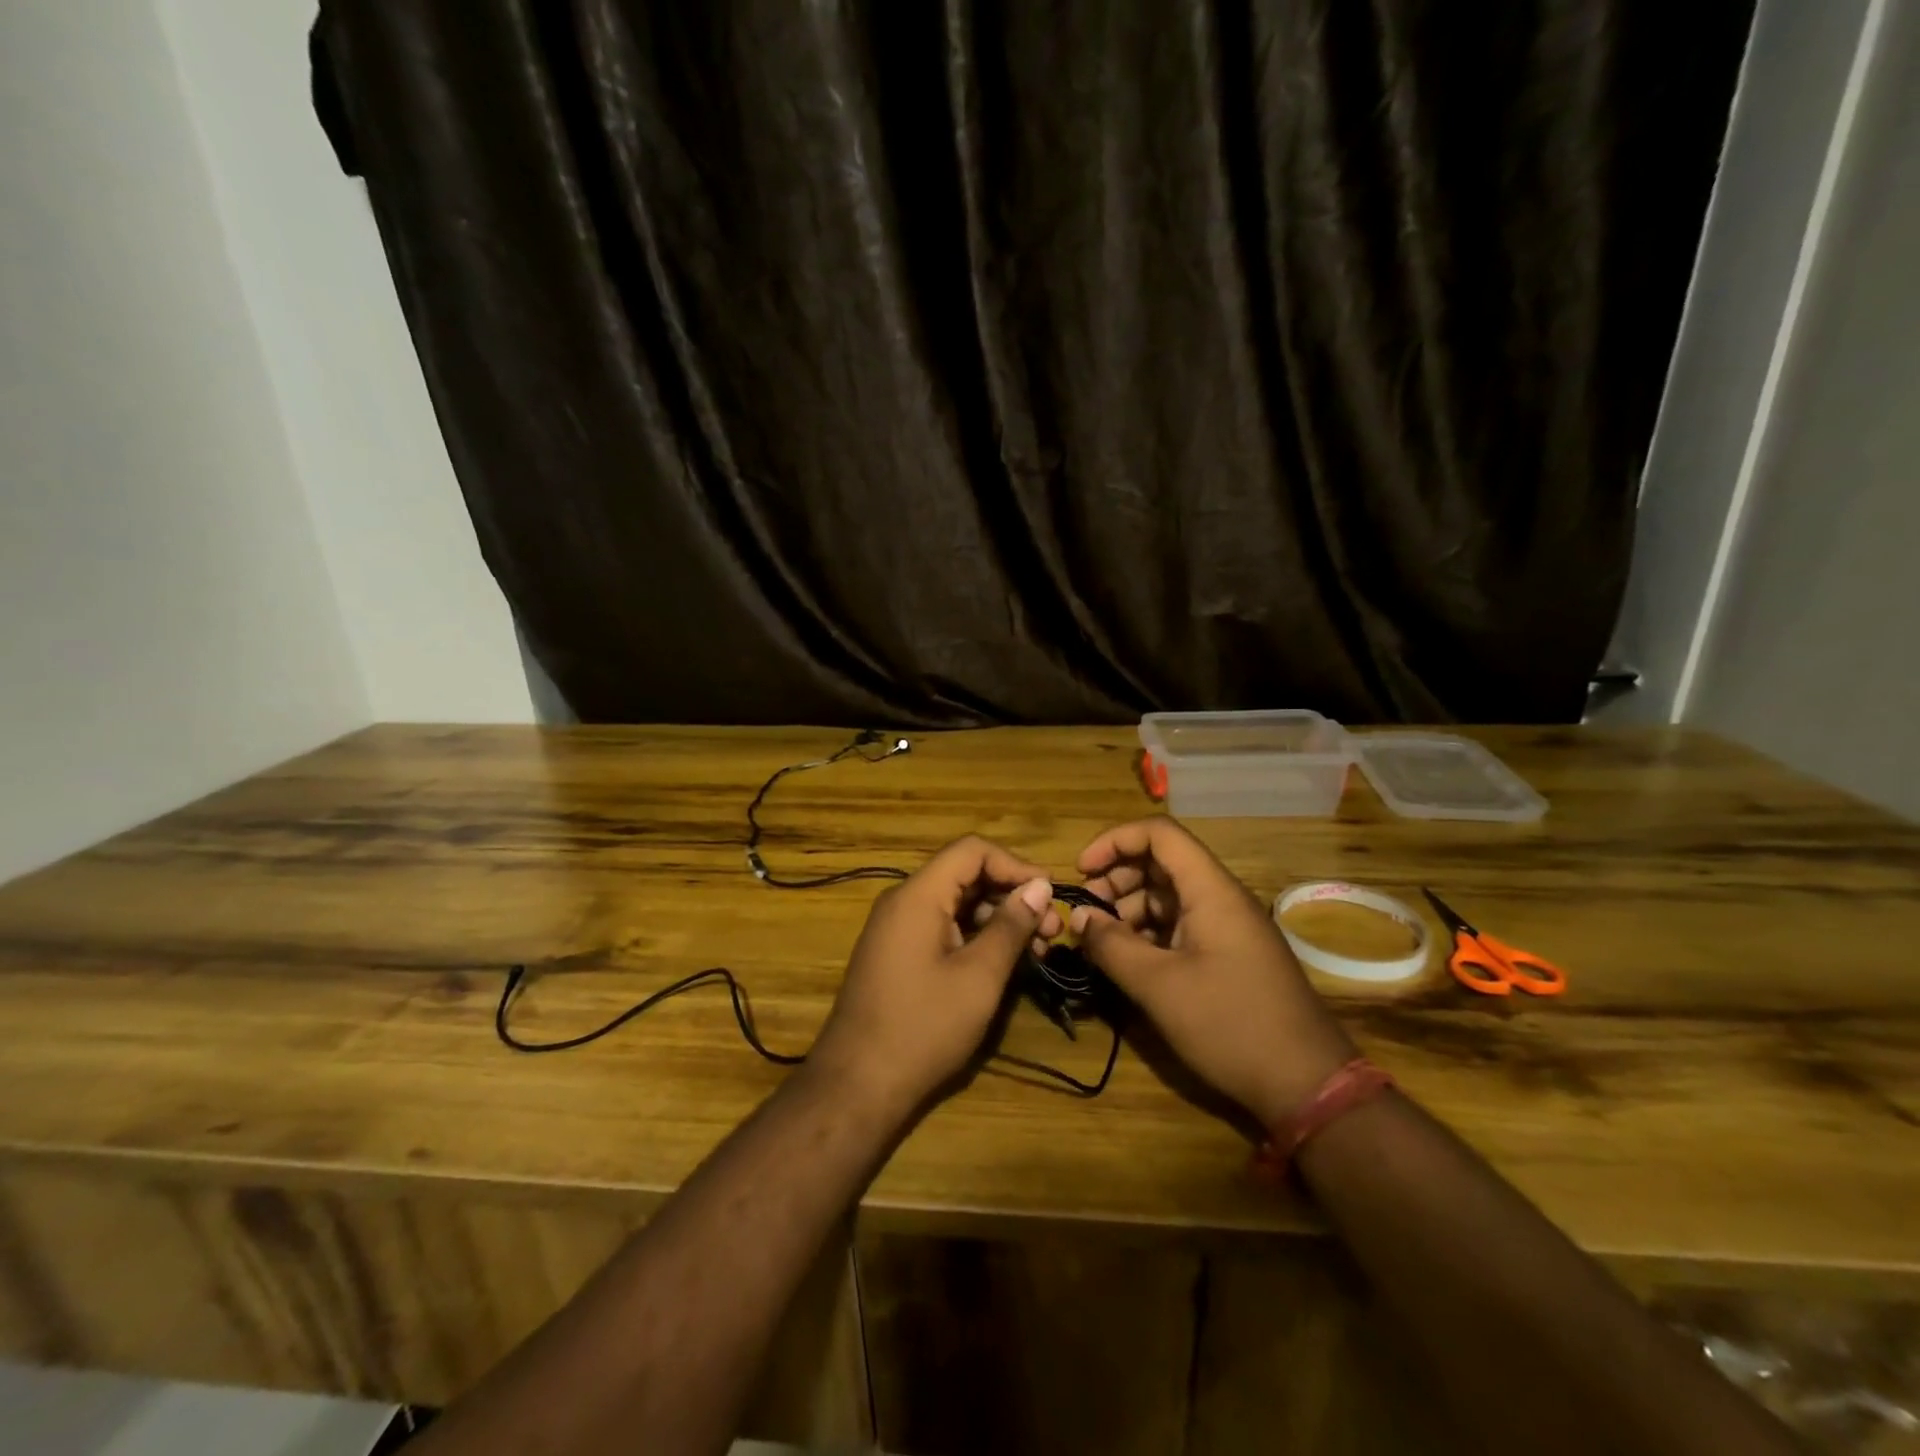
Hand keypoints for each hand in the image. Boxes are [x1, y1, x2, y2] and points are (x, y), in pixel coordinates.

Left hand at [808, 836, 1059, 1114]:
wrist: (857, 1085)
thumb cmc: (923, 1027)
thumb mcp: (979, 977)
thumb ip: (1010, 926)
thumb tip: (1039, 887)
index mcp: (918, 895)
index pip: (972, 851)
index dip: (1015, 865)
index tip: (1049, 895)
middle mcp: (904, 902)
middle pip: (965, 875)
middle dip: (1011, 896)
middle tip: (1052, 931)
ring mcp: (898, 929)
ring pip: (957, 904)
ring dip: (998, 920)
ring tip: (1038, 952)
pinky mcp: (899, 954)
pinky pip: (943, 928)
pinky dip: (976, 938)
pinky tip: (1004, 964)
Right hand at [1074, 817, 1355, 1127]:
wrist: (1307, 1084)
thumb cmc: (1230, 1025)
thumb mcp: (1159, 986)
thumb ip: (1112, 945)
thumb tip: (1078, 918)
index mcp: (1211, 890)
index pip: (1159, 833)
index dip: (1115, 841)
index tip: (1081, 871)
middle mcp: (1220, 898)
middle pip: (1160, 862)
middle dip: (1116, 878)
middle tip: (1085, 912)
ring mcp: (1227, 927)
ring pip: (1167, 895)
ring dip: (1128, 908)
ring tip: (1099, 941)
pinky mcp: (1228, 955)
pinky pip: (1180, 925)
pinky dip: (1148, 933)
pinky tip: (1127, 960)